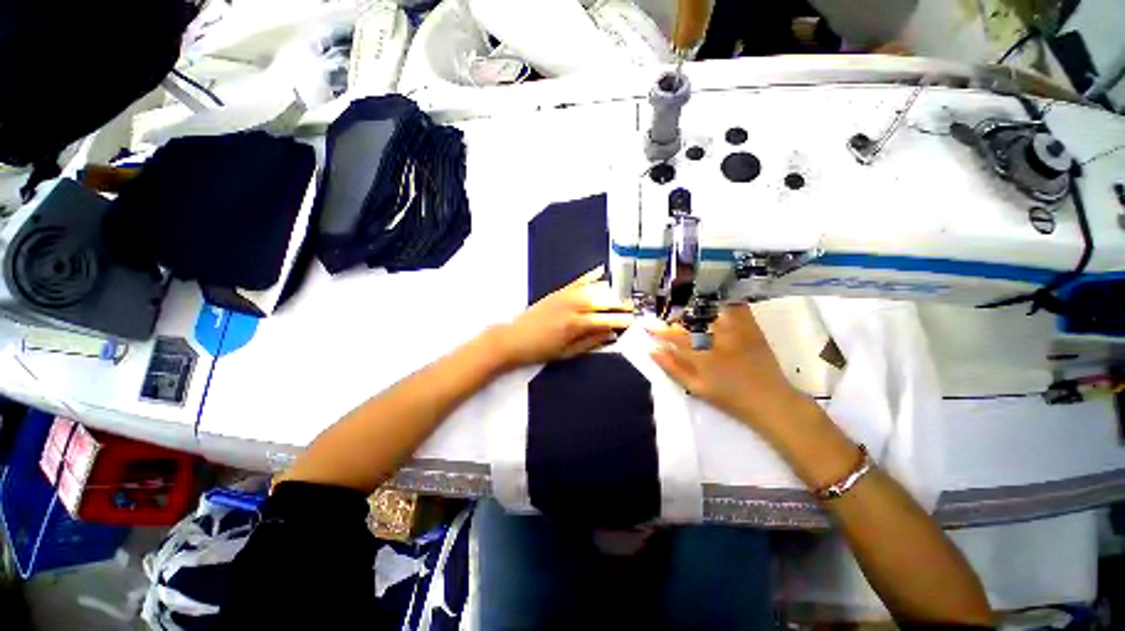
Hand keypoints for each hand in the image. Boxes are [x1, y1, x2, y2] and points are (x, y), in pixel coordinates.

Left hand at [490, 267, 634, 368]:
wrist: (514, 338)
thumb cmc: (540, 350)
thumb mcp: (567, 353)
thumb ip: (591, 342)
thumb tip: (611, 335)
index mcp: (575, 324)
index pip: (605, 320)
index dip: (621, 320)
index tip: (633, 321)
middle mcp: (573, 306)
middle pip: (603, 301)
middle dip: (620, 304)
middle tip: (632, 307)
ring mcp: (565, 296)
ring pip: (594, 289)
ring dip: (610, 291)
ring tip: (622, 295)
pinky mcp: (558, 291)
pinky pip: (578, 281)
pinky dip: (591, 276)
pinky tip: (601, 271)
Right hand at [648, 304, 802, 434]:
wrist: (770, 401)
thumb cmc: (729, 398)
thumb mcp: (696, 388)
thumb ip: (673, 368)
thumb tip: (653, 351)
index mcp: (704, 356)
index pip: (675, 339)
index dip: (659, 332)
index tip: (648, 327)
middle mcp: (719, 340)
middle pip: (691, 321)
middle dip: (676, 316)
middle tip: (667, 315)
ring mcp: (737, 332)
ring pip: (713, 311)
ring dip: (697, 306)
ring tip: (687, 304)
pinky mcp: (753, 329)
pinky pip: (738, 309)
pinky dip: (726, 302)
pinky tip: (716, 301)